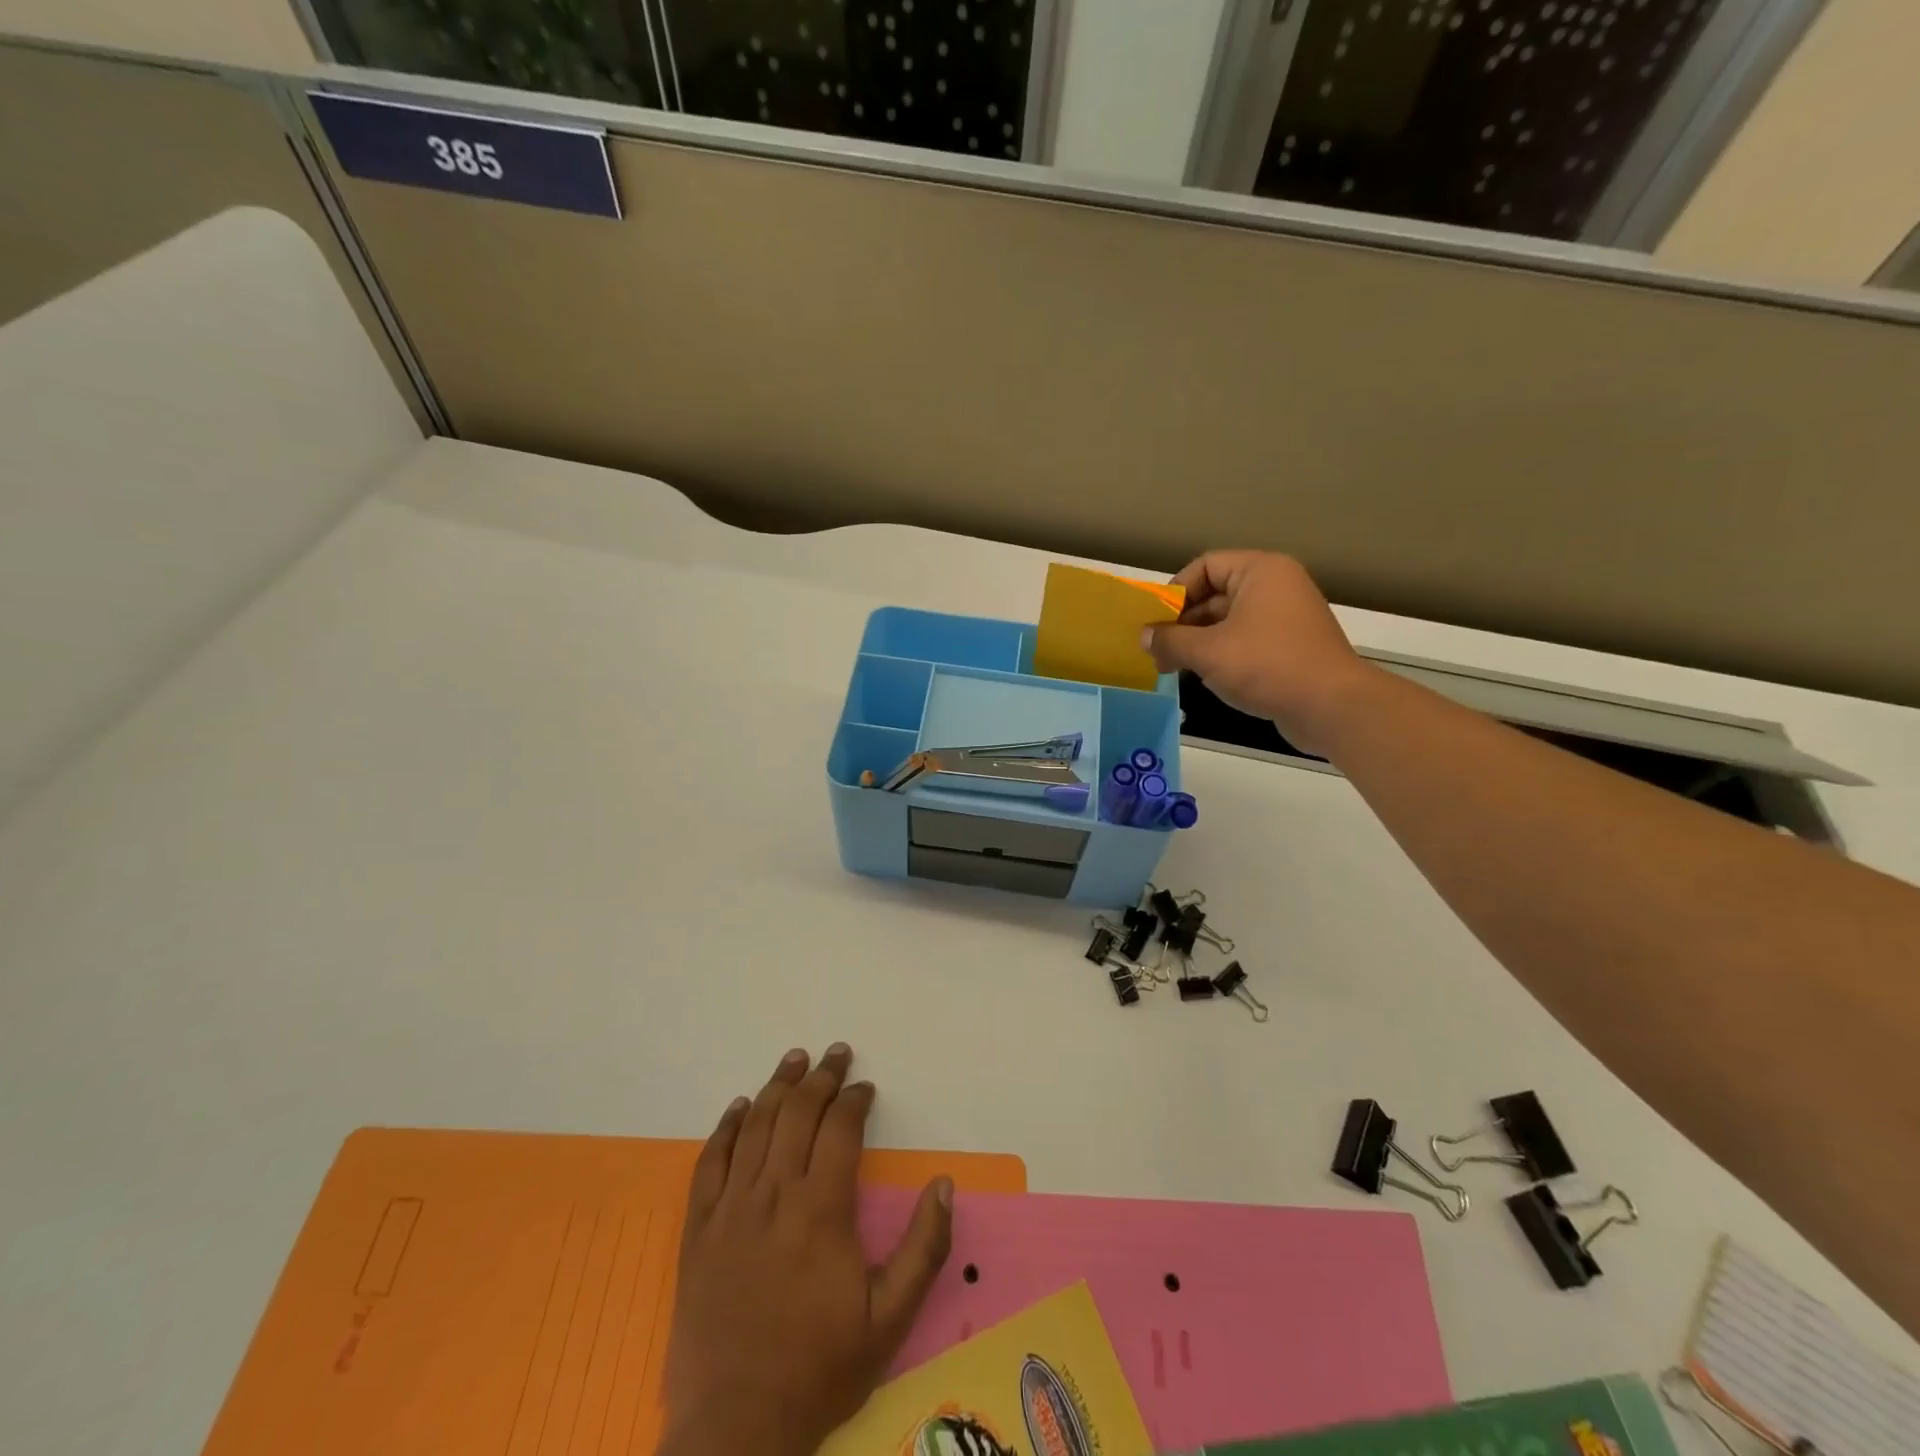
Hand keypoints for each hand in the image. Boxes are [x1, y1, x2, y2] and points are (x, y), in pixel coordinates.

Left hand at [660, 1045, 953, 1455]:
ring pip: (755, 1125)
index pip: (840, 1129)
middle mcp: (774, 1194)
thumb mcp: (889, 1320)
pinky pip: (710, 1161)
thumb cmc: (817, 1371)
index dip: (854, 1099)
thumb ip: (923, 1248)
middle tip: (836, 1052)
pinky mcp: (698, 1229)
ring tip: (795, 1059)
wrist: (733, 1429)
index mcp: (821, 1210)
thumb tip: (944, 1184)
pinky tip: (739, 1107)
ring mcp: (731, 1208)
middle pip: (797, 1114)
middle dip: (821, 1077)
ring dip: (777, 1086)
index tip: (865, 1087)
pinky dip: (725, 1127)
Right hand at [1144, 551, 1373, 755]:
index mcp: (1260, 571)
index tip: (1154, 622)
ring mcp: (1285, 617)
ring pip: (1227, 620)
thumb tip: (1143, 637)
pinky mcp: (1289, 646)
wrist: (1332, 707)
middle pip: (1214, 593)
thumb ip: (1170, 641)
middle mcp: (1275, 586)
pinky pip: (1244, 640)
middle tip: (1156, 650)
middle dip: (1182, 622)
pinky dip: (1221, 653)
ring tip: (1172, 667)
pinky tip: (1202, 676)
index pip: (1205, 566)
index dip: (1175, 591)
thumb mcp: (1208, 652)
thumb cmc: (1267, 666)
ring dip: (1197, 641)